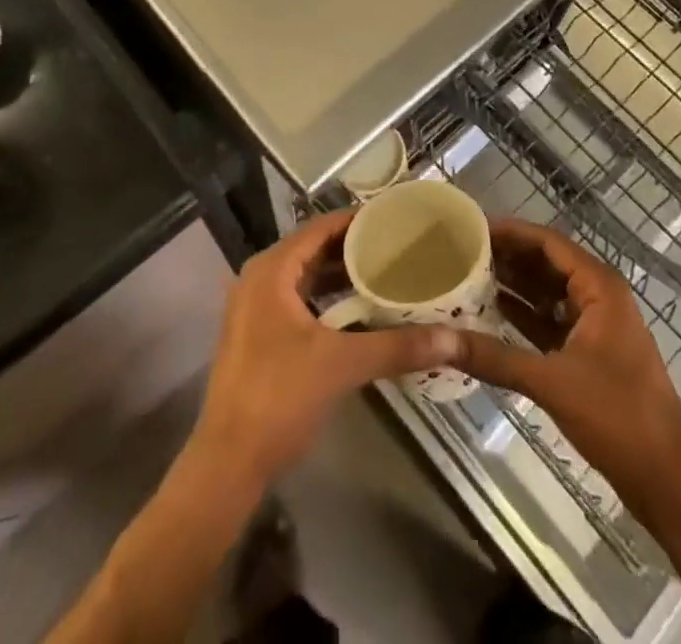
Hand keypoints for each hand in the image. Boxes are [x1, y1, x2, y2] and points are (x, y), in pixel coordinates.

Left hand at [192, 211, 460, 486]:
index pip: (320, 227)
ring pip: (306, 277)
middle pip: (313, 249)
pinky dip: (328, 299)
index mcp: (272, 270)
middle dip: (354, 248)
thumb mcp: (342, 365)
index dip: (357, 220)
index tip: (395, 218)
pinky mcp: (258, 335)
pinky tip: (360, 311)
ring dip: (342, 275)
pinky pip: (299, 300)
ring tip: (387, 272)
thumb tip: (452, 338)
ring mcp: (255, 308)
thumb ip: (396, 347)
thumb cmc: (279, 398)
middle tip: (399, 245)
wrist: (228, 464)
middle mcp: (260, 279)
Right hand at [452, 218, 680, 505]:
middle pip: (547, 263)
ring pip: (548, 294)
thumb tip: (437, 340)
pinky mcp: (589, 354)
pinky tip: (491, 315)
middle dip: (508, 257)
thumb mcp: (551, 381)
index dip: (511, 232)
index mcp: (599, 286)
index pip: (548, 242)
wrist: (667, 478)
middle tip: (461, 251)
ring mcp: (596, 326)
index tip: (472, 227)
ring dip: (514, 286)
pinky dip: (524, 316)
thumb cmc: (618, 415)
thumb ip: (494, 358)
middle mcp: (598, 297)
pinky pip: (551, 322)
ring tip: (468, 277)